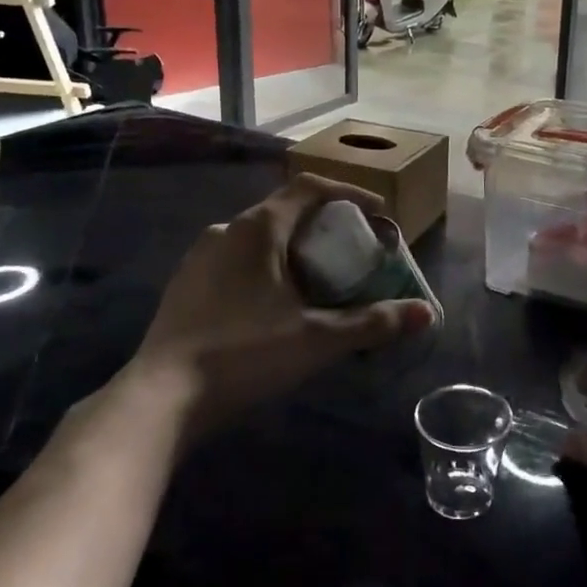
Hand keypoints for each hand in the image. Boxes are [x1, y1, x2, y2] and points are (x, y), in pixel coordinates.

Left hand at [123, 174, 434, 439]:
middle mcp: (226, 230)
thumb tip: (426, 313)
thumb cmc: (244, 354)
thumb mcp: (317, 339)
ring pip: (258, 238)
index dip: (349, 193)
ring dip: (292, 248)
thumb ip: (372, 323)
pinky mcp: (185, 285)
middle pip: (284, 211)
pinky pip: (236, 261)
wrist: (159, 398)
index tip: (378, 213)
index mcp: (257, 228)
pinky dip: (265, 268)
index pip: (309, 188)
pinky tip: (274, 305)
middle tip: (352, 252)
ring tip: (318, 280)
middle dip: (323, 226)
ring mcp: (199, 257)